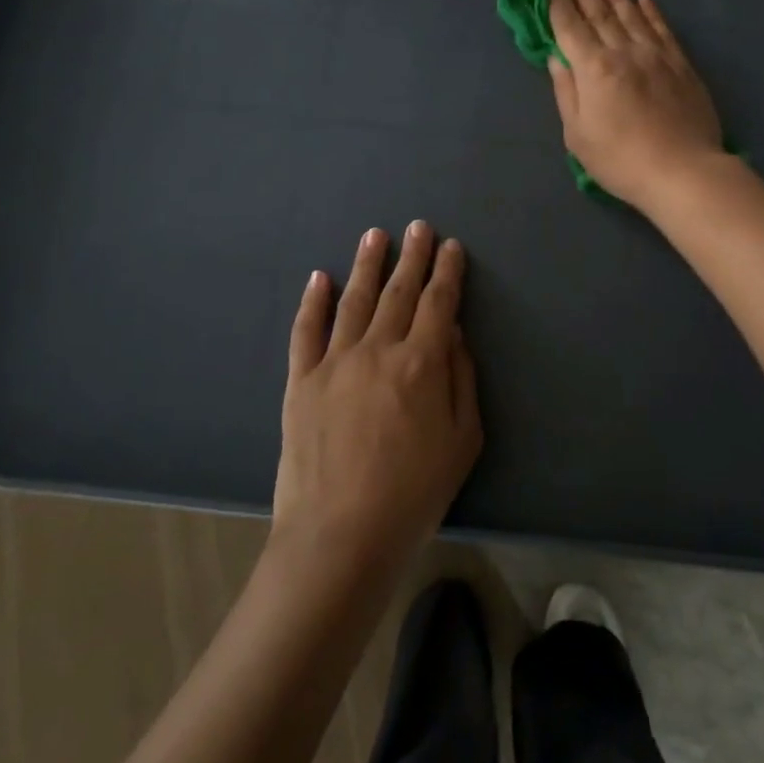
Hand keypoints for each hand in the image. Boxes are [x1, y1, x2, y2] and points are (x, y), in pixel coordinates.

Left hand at [272, 222, 481, 580]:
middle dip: (412, 256)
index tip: (451, 246)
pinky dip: (314, 301)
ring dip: (367, 265)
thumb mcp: (462, 440)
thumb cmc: (414, 493)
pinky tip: (321, 277)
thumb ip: (460, 378)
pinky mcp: (301, 381)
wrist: (340, 535)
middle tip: (418, 226)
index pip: (438, 302)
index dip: (447, 271)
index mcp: (422, 362)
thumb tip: (451, 330)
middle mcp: (378, 349)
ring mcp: (334, 362)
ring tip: (375, 235)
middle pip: (399, 291)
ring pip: (354, 300)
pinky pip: (307, 331)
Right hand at [546, 0, 724, 211]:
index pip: (569, 27)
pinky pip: (662, 29)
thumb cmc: (620, 160)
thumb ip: (566, 93)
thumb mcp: (578, 135)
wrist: (682, 171)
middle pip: (599, 13)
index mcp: (593, 69)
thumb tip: (557, 59)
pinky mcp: (680, 65)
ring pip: (631, 14)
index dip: (557, 2)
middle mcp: (623, 52)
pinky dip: (651, 12)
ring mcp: (655, 55)